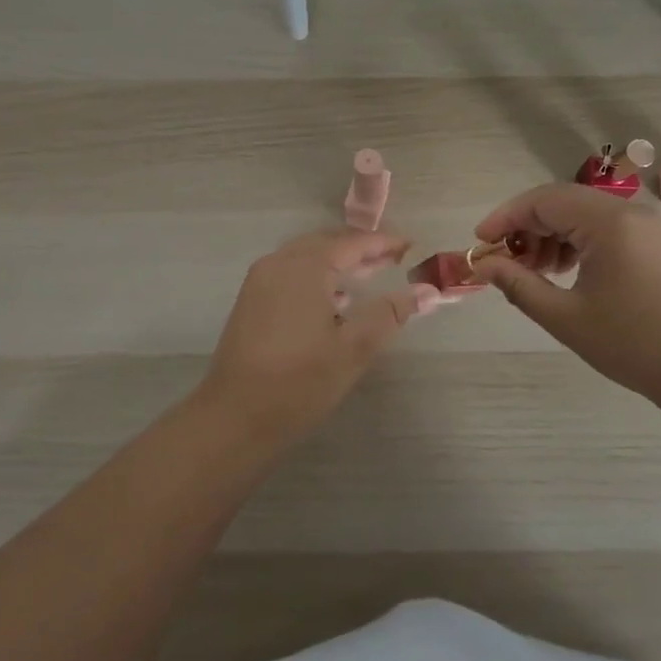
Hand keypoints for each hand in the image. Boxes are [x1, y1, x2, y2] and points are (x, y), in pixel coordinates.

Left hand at [203, 229, 441, 434]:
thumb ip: (389, 313)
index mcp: (306, 267)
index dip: (383, 242)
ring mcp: (260, 280)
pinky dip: (316, 274)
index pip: (352, 242)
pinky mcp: (251, 300)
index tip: (410, 245)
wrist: (234, 417)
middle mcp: (280, 262)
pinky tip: (333, 298)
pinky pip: (290, 271)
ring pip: (306, 256)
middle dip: (361, 248)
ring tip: (369, 275)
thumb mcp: (353, 348)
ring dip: (338, 261)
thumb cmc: (299, 382)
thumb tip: (427, 291)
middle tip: (393, 259)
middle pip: (327, 242)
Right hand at [470, 183, 660, 403]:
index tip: (480, 242)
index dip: (505, 218)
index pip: (543, 200)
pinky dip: (578, 243)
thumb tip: (485, 265)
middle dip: (527, 228)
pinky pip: (606, 228)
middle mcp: (630, 212)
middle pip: (563, 202)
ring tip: (536, 273)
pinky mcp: (659, 244)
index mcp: (608, 222)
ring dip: (552, 235)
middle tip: (506, 262)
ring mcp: (649, 226)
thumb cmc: (634, 345)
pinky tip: (568, 274)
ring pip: (584, 214)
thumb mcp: (566, 318)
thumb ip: (519, 285)